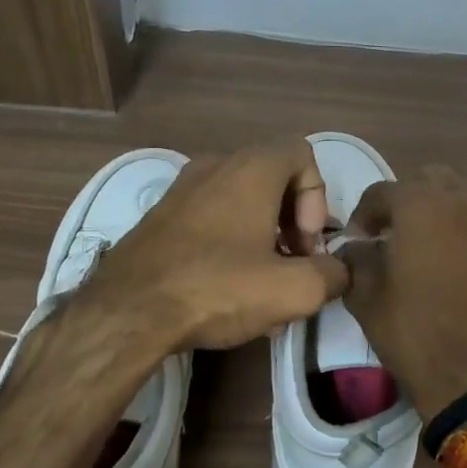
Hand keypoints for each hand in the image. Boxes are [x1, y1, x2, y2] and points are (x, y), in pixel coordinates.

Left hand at [81, 141, 349, 350]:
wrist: (127, 312)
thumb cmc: (217, 288)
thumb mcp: (293, 290)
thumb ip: (332, 275)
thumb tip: (339, 271)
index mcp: (251, 169)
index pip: (303, 155)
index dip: (317, 199)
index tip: (305, 245)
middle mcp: (215, 166)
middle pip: (274, 181)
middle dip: (294, 224)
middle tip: (293, 267)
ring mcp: (182, 189)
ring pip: (242, 203)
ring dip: (265, 238)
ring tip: (264, 287)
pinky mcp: (161, 217)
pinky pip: (212, 219)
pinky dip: (232, 244)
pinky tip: (229, 290)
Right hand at [338, 168, 466, 421]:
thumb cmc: (415, 334)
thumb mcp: (366, 297)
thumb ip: (356, 259)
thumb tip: (357, 247)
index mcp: (421, 205)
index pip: (382, 193)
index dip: (363, 216)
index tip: (357, 240)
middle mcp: (463, 199)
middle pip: (428, 183)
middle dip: (406, 203)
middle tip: (392, 236)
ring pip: (462, 197)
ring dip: (439, 212)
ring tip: (427, 247)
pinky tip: (457, 262)